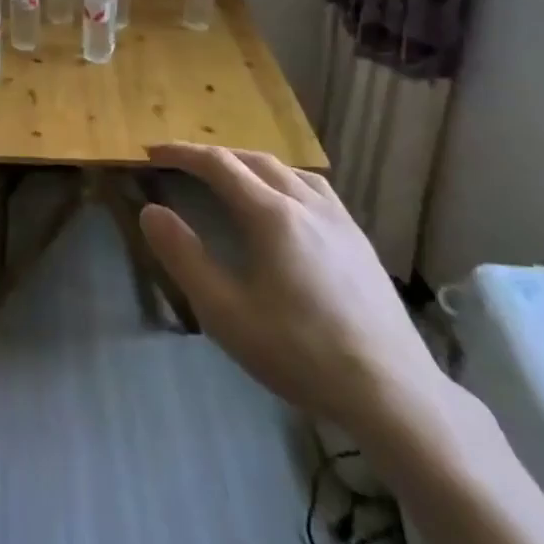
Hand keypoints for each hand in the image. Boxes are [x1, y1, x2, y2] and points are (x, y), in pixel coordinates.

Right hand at [140, 144, 446, 443]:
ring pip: (289, 170)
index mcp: (272, 215)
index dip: (183, 153)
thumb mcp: (226, 312)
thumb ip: (185, 257)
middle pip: (254, 160)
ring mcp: (340, 220)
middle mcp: (307, 204)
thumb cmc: (300, 352)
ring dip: (251, 164)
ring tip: (231, 177)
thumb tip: (152, 211)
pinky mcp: (360, 241)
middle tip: (182, 162)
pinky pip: (316, 189)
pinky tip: (286, 206)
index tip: (152, 152)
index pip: (219, 165)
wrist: (392, 392)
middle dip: (214, 155)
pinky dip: (285, 180)